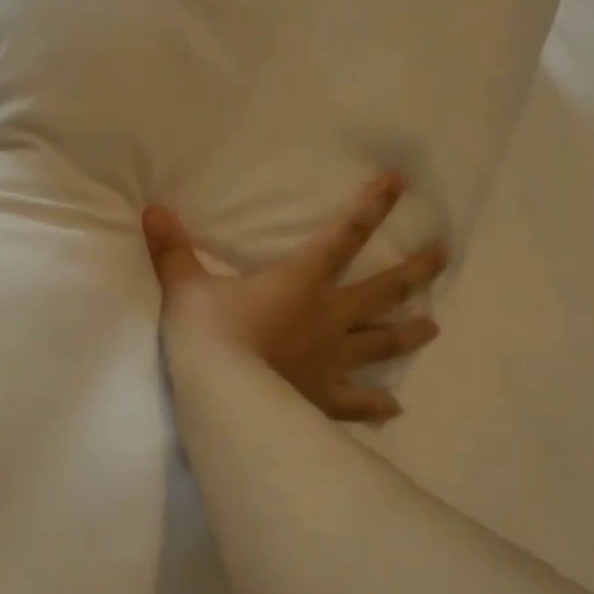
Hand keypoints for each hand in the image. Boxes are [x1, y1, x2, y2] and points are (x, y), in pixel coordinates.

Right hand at [142, 174, 447, 423]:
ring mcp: (331, 361)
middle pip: (381, 290)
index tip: (400, 184)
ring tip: (434, 326)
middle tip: (442, 257)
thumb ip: (172, 250)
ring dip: (409, 331)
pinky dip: (376, 406)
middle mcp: (328, 318)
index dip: (371, 207)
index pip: (342, 237)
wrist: (222, 394)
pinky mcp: (324, 398)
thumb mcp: (185, 287)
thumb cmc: (209, 335)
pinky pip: (357, 402)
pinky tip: (394, 409)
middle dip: (415, 272)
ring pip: (381, 343)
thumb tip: (151, 209)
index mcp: (300, 283)